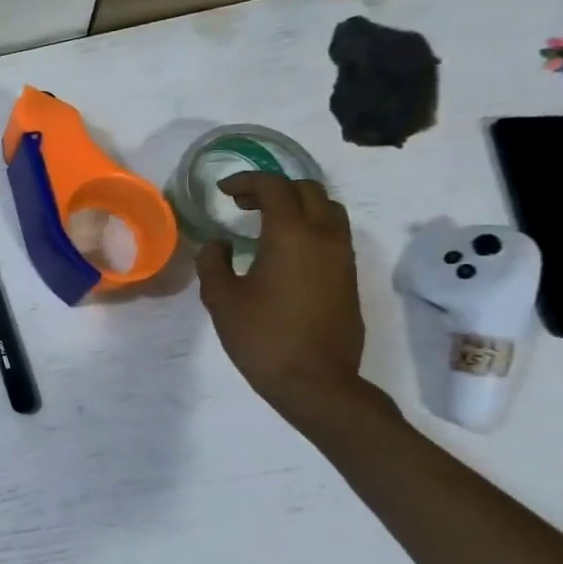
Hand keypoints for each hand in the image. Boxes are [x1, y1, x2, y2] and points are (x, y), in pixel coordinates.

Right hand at [197, 173, 369, 426]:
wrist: (316, 382)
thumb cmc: (262, 337)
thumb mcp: (221, 299)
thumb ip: (213, 262)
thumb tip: (219, 244)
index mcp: (290, 235)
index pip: (274, 187)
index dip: (247, 182)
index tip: (224, 192)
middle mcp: (324, 237)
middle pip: (308, 190)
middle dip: (274, 188)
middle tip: (244, 203)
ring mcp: (342, 257)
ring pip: (328, 209)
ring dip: (297, 205)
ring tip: (266, 222)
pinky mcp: (349, 276)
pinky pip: (333, 233)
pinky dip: (309, 226)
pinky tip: (284, 249)